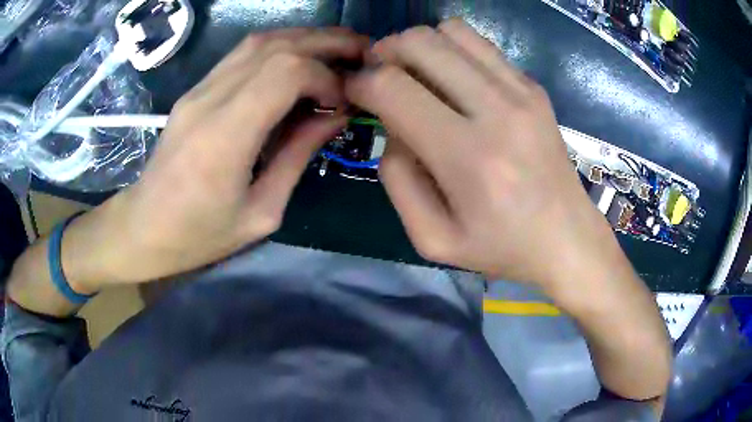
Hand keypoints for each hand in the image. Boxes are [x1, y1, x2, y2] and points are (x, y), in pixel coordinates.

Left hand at [67, 28, 368, 291]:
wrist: (143, 227)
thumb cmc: (199, 235)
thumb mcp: (260, 212)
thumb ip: (298, 156)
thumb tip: (335, 116)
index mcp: (225, 137)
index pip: (285, 73)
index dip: (325, 76)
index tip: (343, 101)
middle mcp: (210, 100)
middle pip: (276, 46)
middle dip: (326, 42)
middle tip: (362, 52)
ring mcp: (198, 90)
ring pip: (259, 41)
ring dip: (304, 39)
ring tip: (337, 49)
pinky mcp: (195, 90)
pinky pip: (242, 54)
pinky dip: (279, 48)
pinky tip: (300, 59)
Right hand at [346, 20, 671, 402]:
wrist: (568, 239)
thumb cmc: (502, 248)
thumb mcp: (432, 239)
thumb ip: (396, 179)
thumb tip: (391, 125)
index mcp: (468, 157)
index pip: (391, 88)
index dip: (359, 82)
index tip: (354, 93)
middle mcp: (497, 110)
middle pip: (419, 42)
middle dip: (384, 52)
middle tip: (381, 77)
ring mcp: (521, 92)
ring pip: (450, 31)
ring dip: (420, 45)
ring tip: (416, 74)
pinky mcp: (534, 87)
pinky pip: (480, 44)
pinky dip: (453, 51)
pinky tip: (454, 80)